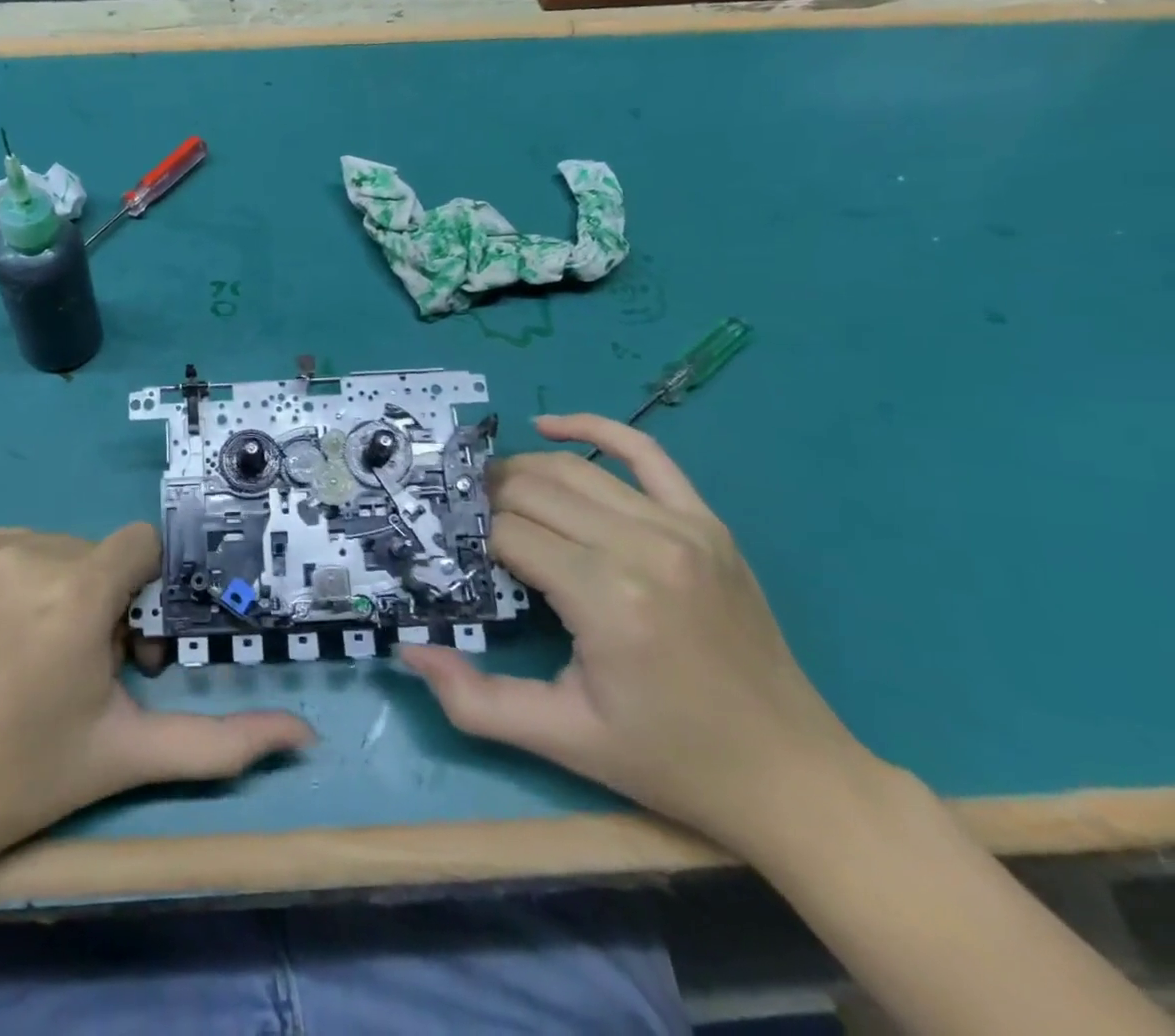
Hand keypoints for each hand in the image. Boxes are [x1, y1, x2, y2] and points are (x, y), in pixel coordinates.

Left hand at [0, 525, 312, 887]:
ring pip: (48, 544)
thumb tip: (305, 735)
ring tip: (26, 649)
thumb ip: (222, 742)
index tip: (118, 637)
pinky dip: (4, 577)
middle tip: (69, 662)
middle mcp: (24, 553)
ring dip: (52, 584)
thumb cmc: (28, 776)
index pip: (140, 545)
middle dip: (96, 595)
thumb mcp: (130, 753)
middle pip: (93, 551)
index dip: (139, 589)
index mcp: (76, 595)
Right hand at [399, 414, 871, 856]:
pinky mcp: (707, 523)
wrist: (792, 774)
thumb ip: (474, 700)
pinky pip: (644, 452)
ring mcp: (682, 527)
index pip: (508, 534)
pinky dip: (593, 428)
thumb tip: (408, 650)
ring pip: (573, 470)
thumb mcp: (562, 741)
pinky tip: (549, 425)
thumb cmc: (668, 758)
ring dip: (520, 471)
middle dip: (485, 499)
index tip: (450, 553)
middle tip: (460, 522)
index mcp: (608, 600)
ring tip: (488, 491)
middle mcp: (643, 547)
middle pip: (532, 490)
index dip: (469, 537)